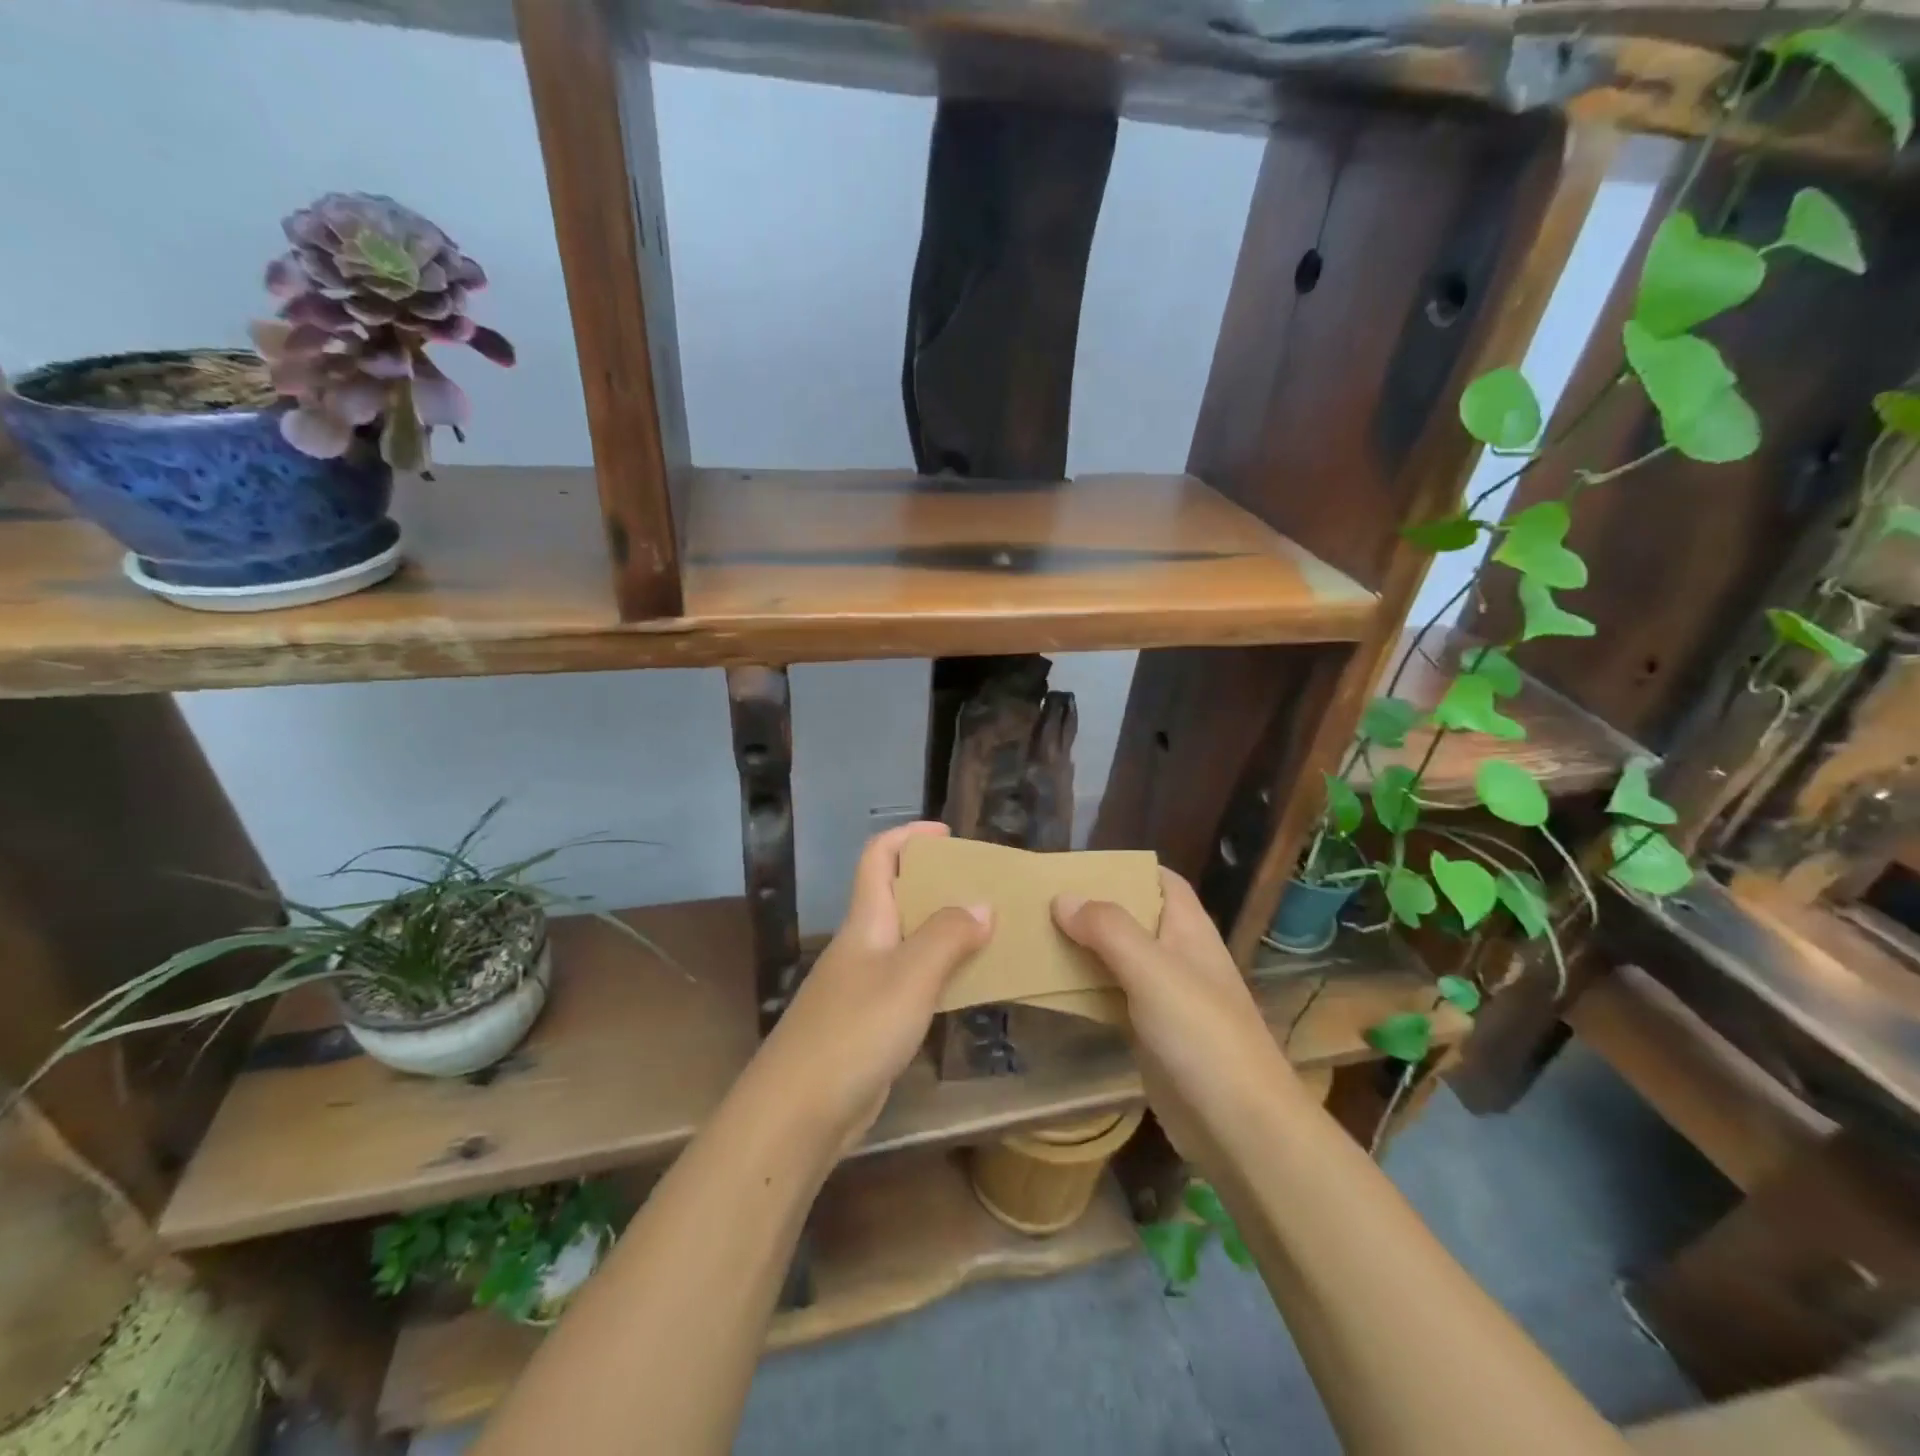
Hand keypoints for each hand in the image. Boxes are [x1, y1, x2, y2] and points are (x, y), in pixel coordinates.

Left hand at [750, 822, 991, 1150]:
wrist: (798, 1112)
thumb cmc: (855, 1030)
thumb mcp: (910, 976)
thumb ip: (948, 936)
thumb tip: (981, 905)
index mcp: (865, 921)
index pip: (878, 857)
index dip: (909, 836)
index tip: (949, 836)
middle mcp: (862, 946)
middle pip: (896, 896)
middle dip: (937, 884)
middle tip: (985, 889)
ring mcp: (862, 986)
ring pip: (907, 942)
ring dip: (943, 932)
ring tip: (989, 934)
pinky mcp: (870, 1024)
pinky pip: (910, 983)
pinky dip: (938, 975)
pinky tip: (965, 988)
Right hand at [1053, 869, 1304, 1158]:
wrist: (1240, 1128)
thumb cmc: (1202, 1034)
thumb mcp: (1153, 970)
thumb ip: (1108, 929)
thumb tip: (1062, 898)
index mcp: (1189, 929)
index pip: (1161, 880)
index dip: (1124, 868)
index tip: (1076, 867)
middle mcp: (1178, 956)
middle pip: (1133, 918)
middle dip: (1092, 908)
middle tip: (1040, 901)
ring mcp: (1165, 998)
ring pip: (1118, 960)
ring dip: (1083, 948)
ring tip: (1034, 936)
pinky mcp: (1151, 1035)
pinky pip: (1112, 999)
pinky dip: (1085, 989)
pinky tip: (1051, 987)